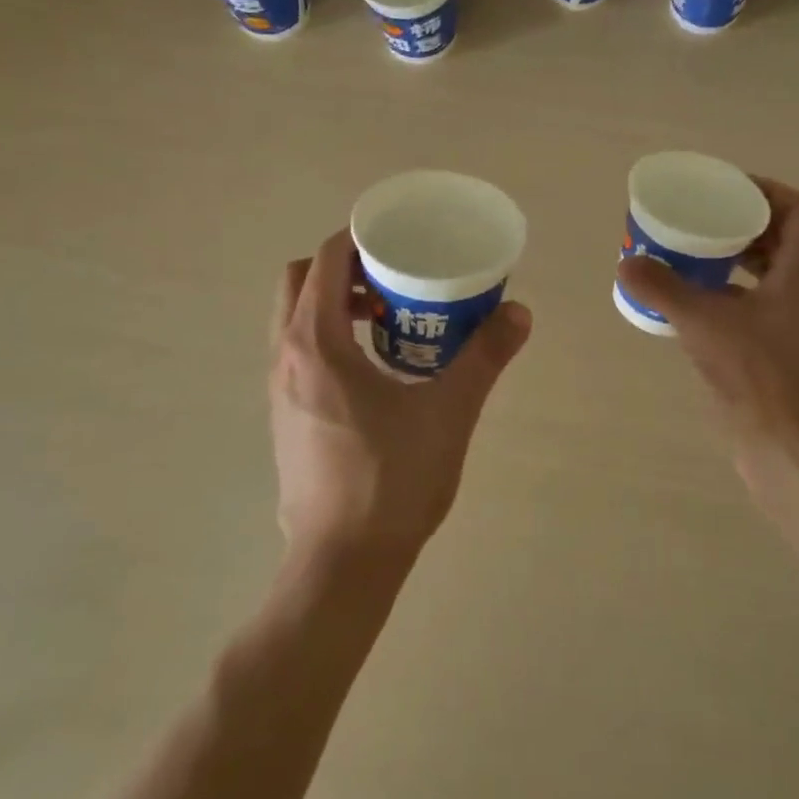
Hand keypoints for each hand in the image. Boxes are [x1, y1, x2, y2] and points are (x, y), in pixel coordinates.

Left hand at [269, 229, 531, 568]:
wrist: (342, 562)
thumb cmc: (392, 480)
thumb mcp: (449, 412)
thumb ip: (485, 356)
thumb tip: (519, 313)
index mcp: (318, 343)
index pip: (327, 259)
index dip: (361, 237)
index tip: (401, 239)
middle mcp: (287, 356)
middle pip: (302, 280)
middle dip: (345, 267)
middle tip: (394, 279)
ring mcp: (279, 388)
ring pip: (296, 317)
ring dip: (336, 302)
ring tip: (390, 320)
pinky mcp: (285, 416)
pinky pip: (299, 350)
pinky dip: (330, 335)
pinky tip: (376, 369)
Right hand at [615, 178, 798, 474]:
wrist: (781, 440)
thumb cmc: (754, 371)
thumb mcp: (702, 321)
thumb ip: (662, 288)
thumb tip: (626, 262)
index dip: (769, 190)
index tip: (729, 189)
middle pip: (781, 236)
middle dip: (743, 220)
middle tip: (703, 216)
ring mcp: (789, 319)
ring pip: (767, 269)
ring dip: (734, 254)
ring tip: (693, 250)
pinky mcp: (774, 344)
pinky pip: (753, 299)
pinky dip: (727, 288)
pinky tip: (692, 297)